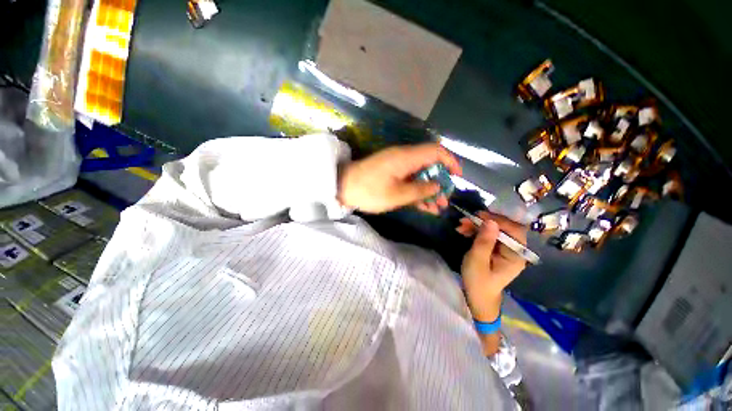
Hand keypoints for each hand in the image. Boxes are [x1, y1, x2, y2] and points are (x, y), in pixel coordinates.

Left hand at [337, 143, 461, 213]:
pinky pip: (408, 179)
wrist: (342, 187)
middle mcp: (403, 157)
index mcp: (406, 157)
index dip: (450, 162)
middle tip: (445, 200)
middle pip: (429, 164)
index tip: (457, 177)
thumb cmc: (369, 191)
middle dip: (440, 182)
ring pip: (419, 175)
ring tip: (437, 208)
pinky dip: (416, 191)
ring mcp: (396, 166)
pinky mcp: (390, 173)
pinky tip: (423, 206)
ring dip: (429, 190)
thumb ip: (420, 190)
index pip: (436, 151)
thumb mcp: (397, 195)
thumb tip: (437, 185)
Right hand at [459, 211, 526, 320]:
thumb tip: (490, 221)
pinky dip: (476, 231)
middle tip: (464, 221)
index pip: (514, 230)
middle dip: (483, 222)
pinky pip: (488, 235)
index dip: (498, 220)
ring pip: (494, 229)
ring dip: (477, 225)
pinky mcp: (496, 249)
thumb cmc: (478, 281)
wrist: (477, 297)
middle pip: (503, 228)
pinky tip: (464, 231)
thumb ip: (484, 241)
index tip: (479, 216)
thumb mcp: (477, 261)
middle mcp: (514, 250)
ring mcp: (505, 249)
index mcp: (516, 255)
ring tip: (461, 226)